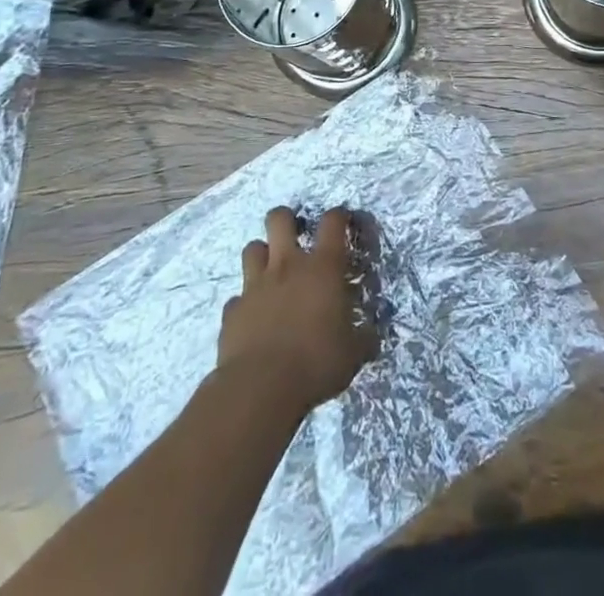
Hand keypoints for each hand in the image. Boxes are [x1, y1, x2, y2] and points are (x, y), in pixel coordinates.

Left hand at [219, 206, 379, 413]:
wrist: (259, 388)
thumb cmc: (315, 363)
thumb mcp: (352, 354)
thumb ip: (363, 338)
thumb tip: (371, 335)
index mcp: (322, 268)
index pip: (332, 222)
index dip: (339, 215)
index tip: (343, 220)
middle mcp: (287, 266)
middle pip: (279, 219)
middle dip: (286, 219)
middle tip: (294, 235)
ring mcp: (255, 286)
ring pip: (252, 248)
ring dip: (262, 256)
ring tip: (271, 273)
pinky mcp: (232, 311)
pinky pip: (237, 298)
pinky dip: (245, 304)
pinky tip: (252, 319)